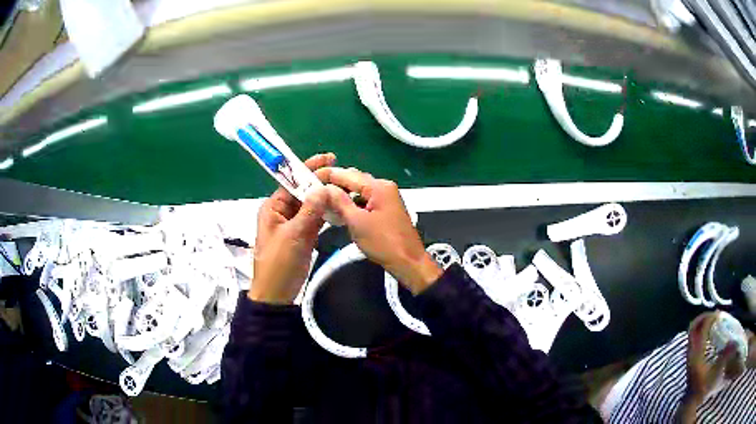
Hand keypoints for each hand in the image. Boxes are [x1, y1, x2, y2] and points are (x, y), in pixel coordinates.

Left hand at [248, 153, 335, 303]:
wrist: (277, 294)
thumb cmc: (279, 263)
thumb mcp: (293, 235)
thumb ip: (309, 211)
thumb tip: (323, 187)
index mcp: (273, 208)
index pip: (292, 182)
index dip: (309, 169)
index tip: (328, 159)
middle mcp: (283, 212)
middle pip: (303, 191)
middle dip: (320, 181)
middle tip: (342, 174)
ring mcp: (294, 224)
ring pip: (311, 205)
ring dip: (325, 197)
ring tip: (345, 187)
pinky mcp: (303, 235)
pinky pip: (316, 219)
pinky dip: (327, 213)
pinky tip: (340, 206)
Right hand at [321, 167, 441, 293]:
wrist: (409, 262)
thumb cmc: (383, 243)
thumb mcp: (357, 222)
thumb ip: (339, 202)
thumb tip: (324, 188)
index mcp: (379, 187)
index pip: (348, 174)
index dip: (328, 176)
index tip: (309, 179)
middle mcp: (384, 187)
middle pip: (354, 180)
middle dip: (334, 186)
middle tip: (314, 193)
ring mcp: (387, 198)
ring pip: (359, 191)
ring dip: (343, 196)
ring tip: (324, 203)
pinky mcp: (386, 209)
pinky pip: (366, 201)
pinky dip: (353, 205)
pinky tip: (341, 212)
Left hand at [684, 312, 743, 404]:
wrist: (690, 403)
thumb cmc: (703, 389)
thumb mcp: (714, 373)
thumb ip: (723, 358)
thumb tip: (732, 343)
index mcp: (696, 356)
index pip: (701, 330)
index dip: (710, 319)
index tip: (719, 314)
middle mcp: (690, 354)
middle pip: (693, 327)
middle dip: (703, 317)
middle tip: (715, 313)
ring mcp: (688, 356)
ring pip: (692, 332)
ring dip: (702, 322)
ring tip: (713, 319)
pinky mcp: (689, 358)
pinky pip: (693, 338)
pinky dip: (700, 329)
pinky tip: (709, 331)